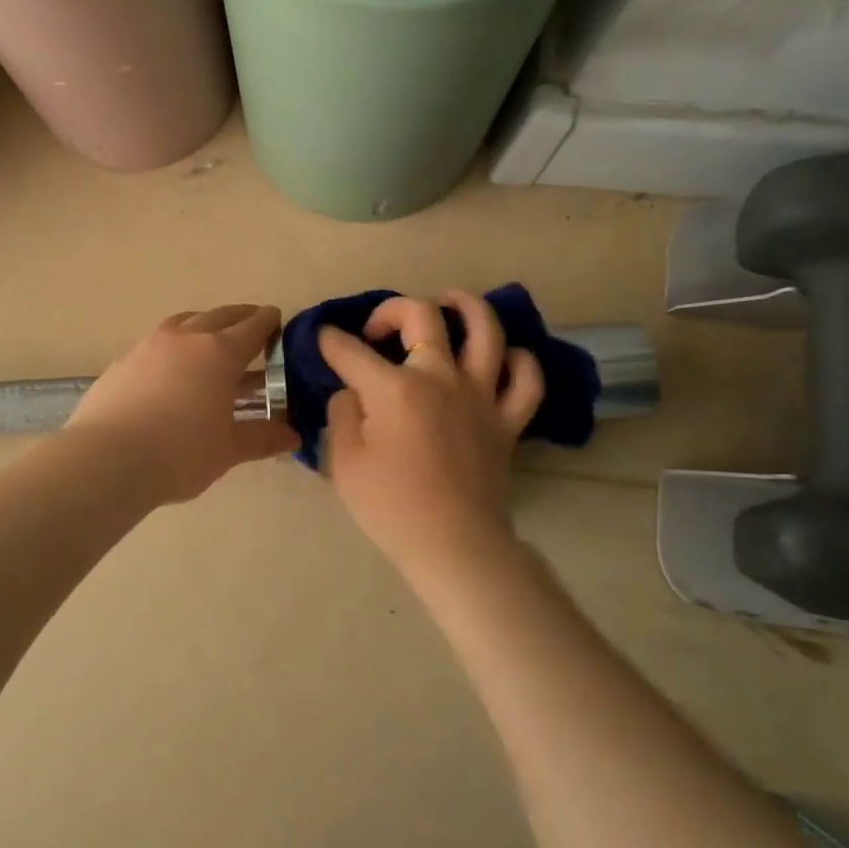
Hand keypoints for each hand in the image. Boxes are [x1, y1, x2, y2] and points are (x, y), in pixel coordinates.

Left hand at [68, 305, 298, 505]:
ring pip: (186, 322)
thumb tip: (293, 437)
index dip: (270, 323)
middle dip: (241, 319)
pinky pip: (158, 342)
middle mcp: (186, 337)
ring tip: (213, 342)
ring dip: (205, 326)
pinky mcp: (123, 361)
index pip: (253, 326)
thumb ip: (263, 438)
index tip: (279, 324)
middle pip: (221, 316)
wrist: (107, 460)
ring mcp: (150, 345)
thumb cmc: (180, 452)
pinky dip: (175, 346)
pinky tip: (173, 370)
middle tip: (253, 328)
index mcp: (220, 352)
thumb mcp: (229, 449)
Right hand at [319, 291, 545, 575]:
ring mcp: (481, 395)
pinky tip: (502, 358)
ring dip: (465, 306)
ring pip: (485, 329)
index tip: (322, 340)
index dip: (330, 341)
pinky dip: (519, 361)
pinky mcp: (507, 419)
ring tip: (448, 302)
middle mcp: (440, 377)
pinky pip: (526, 379)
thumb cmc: (390, 506)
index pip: (351, 351)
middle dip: (390, 310)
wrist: (453, 544)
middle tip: (377, 330)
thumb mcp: (344, 462)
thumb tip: (353, 392)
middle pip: (421, 315)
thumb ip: (343, 414)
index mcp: (394, 388)